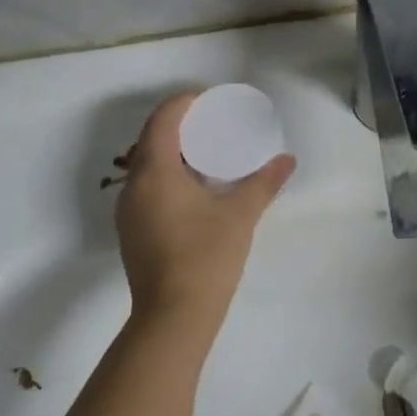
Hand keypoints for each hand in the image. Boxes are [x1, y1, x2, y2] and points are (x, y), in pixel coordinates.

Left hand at [114, 91, 295, 330]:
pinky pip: (147, 188)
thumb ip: (264, 182)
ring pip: (147, 166)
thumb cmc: (206, 257)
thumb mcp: (240, 214)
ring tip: (207, 153)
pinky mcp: (132, 232)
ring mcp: (128, 212)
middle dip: (179, 125)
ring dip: (172, 152)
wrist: (173, 317)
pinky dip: (168, 175)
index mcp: (155, 173)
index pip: (163, 120)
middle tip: (212, 123)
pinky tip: (194, 189)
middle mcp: (134, 187)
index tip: (209, 99)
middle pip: (151, 140)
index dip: (183, 103)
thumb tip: (288, 159)